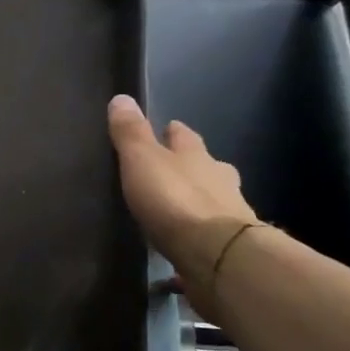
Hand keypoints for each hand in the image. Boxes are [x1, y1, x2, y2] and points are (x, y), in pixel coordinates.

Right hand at [107, 97, 258, 301]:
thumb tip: (121, 97)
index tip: (167, 127)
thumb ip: (131, 134)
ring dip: (199, 201)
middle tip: (174, 169)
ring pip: (213, 200)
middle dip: (193, 166)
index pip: (185, 137)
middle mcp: (218, 180)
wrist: (216, 253)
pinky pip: (208, 237)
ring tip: (178, 210)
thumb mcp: (142, 161)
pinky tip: (184, 246)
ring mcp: (228, 214)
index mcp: (197, 156)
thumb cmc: (175, 199)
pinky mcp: (226, 248)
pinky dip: (197, 237)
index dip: (174, 132)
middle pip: (206, 167)